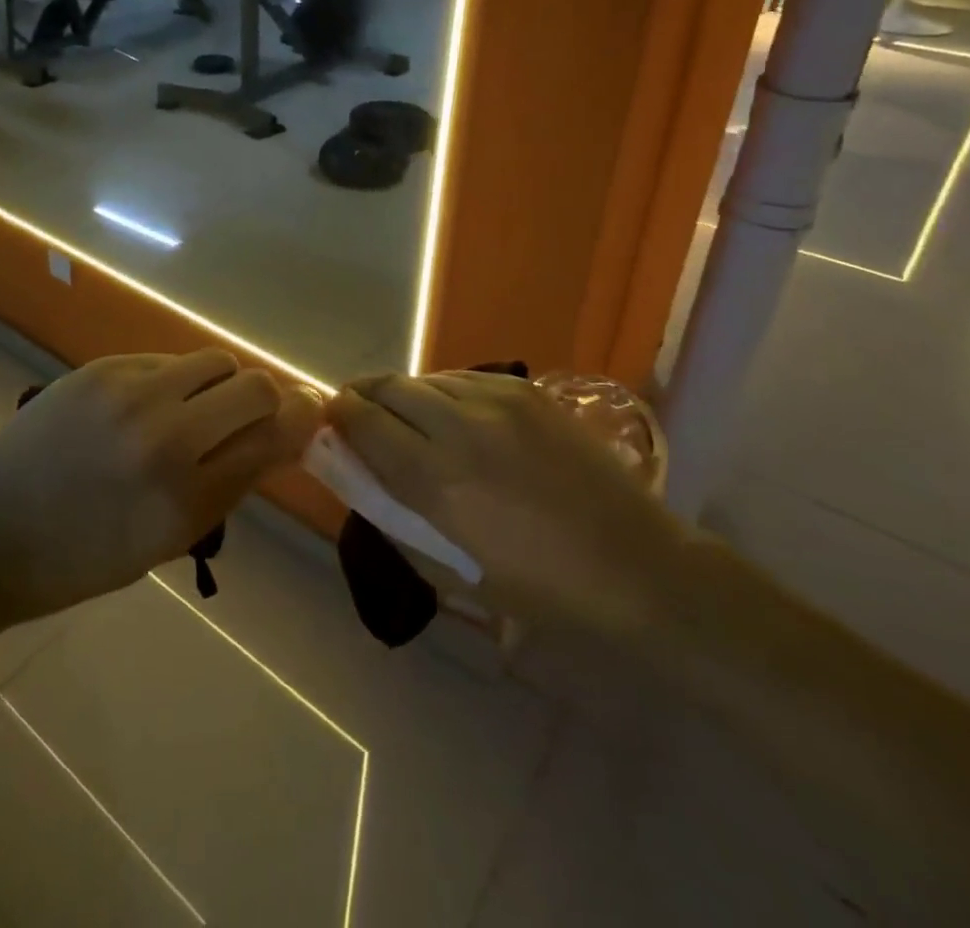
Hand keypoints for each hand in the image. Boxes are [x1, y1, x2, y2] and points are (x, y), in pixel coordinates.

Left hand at [0, 351, 318, 624]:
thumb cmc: (83, 558)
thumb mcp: (168, 540)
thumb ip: (230, 484)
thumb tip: (281, 435)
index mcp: (185, 498)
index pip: (274, 436)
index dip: (302, 421)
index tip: (309, 416)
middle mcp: (164, 436)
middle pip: (256, 385)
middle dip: (268, 399)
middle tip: (252, 416)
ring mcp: (129, 394)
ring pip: (214, 360)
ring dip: (221, 384)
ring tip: (197, 408)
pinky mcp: (101, 369)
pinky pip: (165, 360)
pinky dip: (174, 380)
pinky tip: (149, 406)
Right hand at [324, 372, 689, 634]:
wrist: (638, 568)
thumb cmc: (540, 591)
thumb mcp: (452, 572)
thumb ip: (396, 516)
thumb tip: (360, 474)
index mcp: (436, 480)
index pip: (364, 422)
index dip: (339, 416)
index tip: (332, 422)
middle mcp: (460, 427)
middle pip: (388, 387)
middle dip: (363, 396)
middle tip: (358, 414)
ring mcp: (497, 402)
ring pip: (424, 378)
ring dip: (403, 395)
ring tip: (407, 417)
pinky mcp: (526, 392)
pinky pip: (463, 378)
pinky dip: (442, 391)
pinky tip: (451, 413)